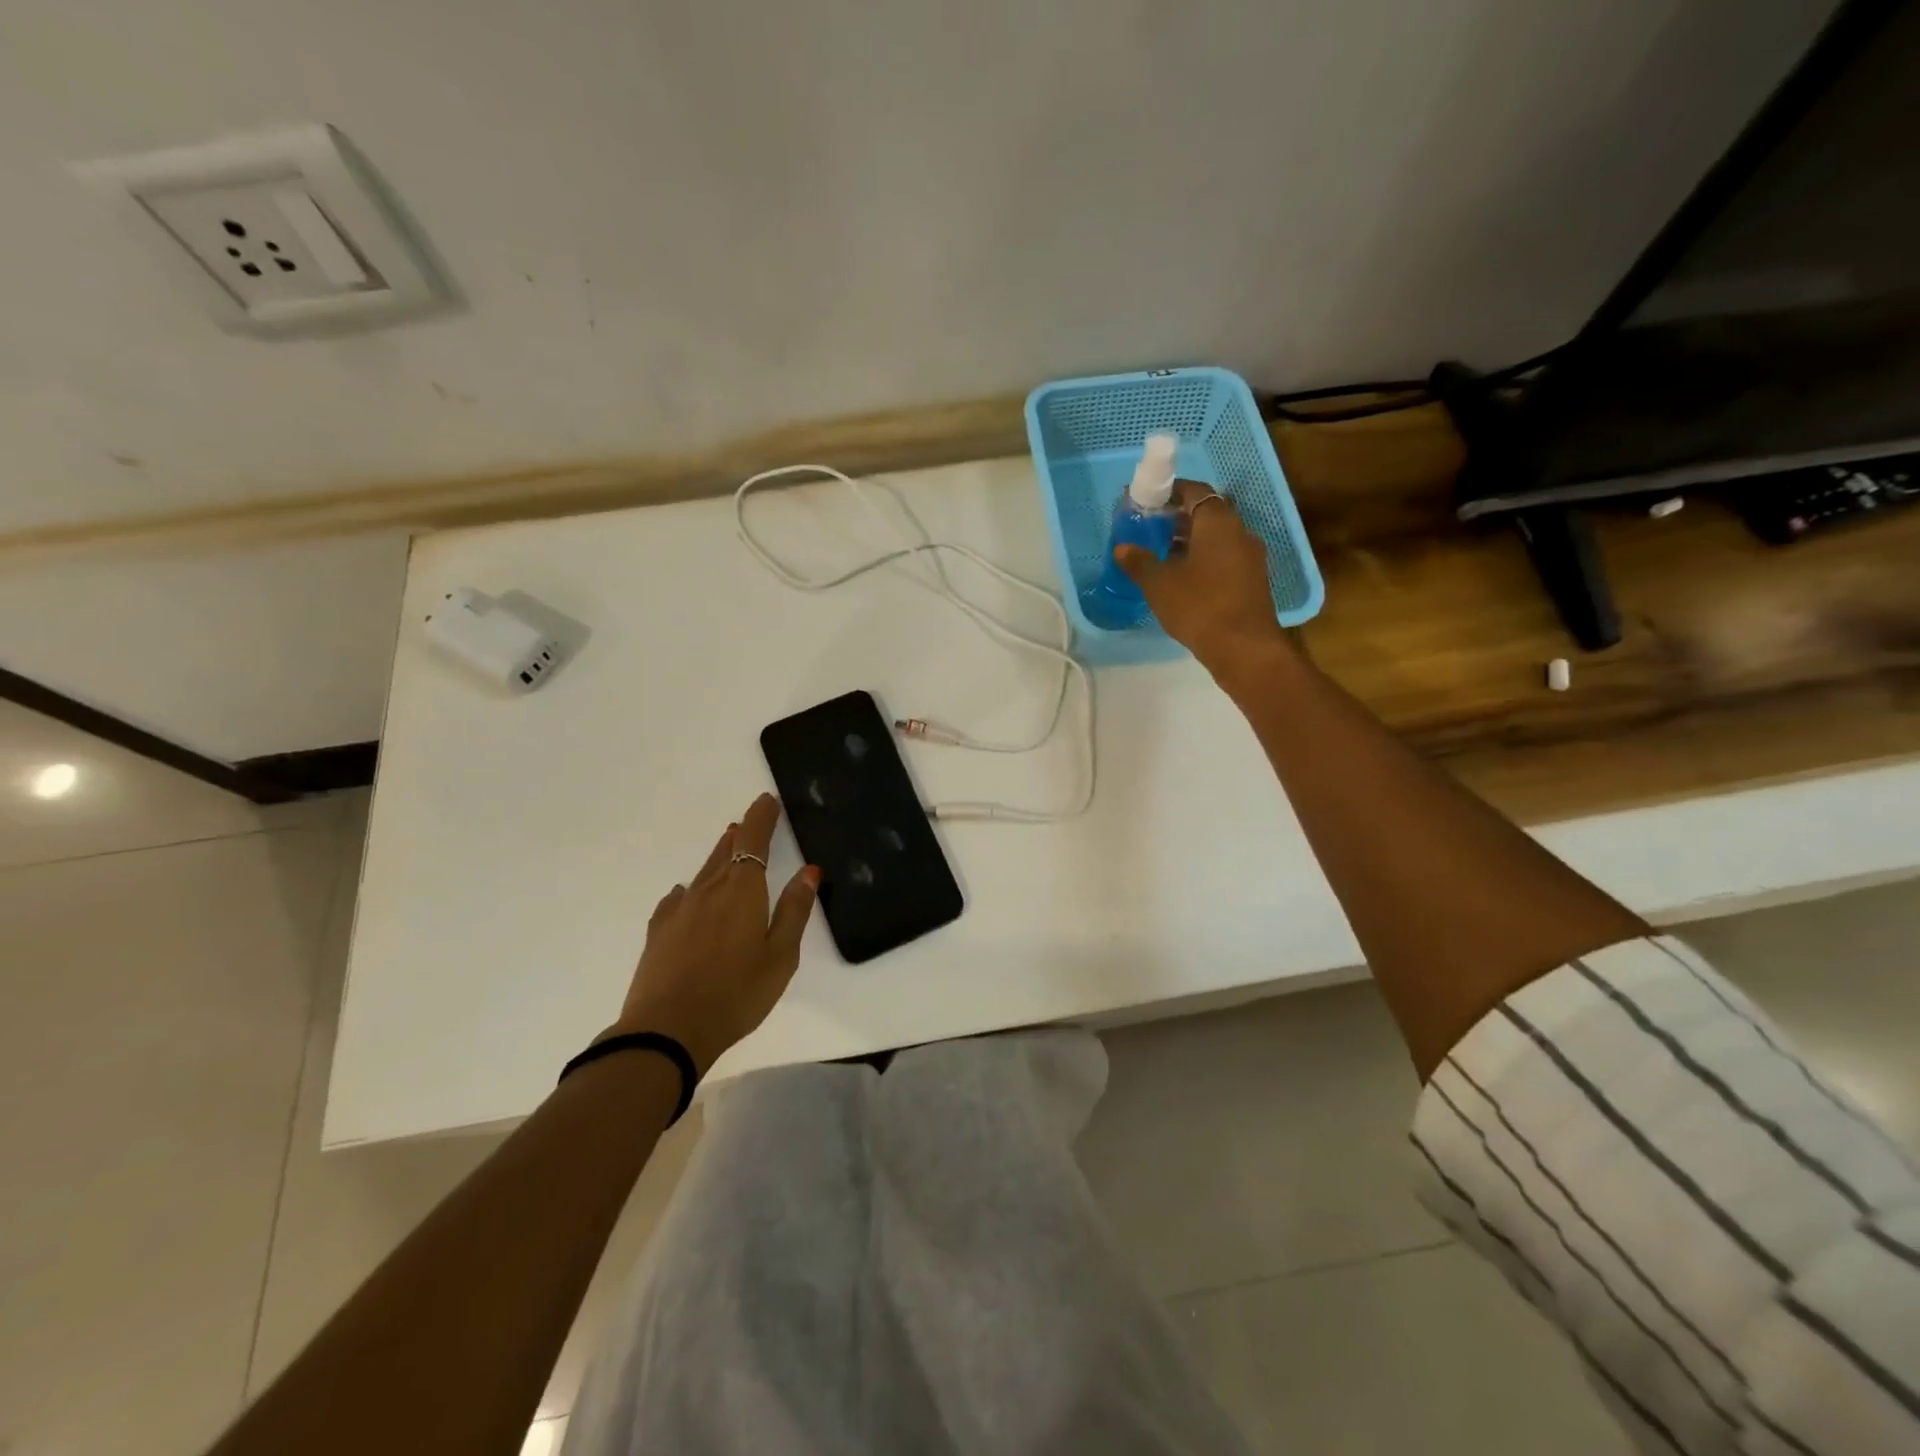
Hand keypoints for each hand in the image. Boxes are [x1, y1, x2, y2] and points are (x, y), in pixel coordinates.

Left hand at [607, 793, 817, 1074]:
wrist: (667, 1031)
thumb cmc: (737, 993)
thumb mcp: (781, 956)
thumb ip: (795, 911)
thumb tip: (809, 871)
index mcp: (743, 891)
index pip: (753, 841)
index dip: (761, 818)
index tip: (768, 800)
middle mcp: (709, 891)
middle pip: (725, 852)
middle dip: (741, 834)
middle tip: (750, 822)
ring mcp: (679, 911)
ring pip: (702, 872)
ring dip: (718, 856)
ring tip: (726, 846)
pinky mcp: (658, 932)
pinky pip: (677, 899)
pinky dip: (689, 890)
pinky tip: (685, 895)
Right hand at [1115, 480, 1286, 668]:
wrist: (1244, 648)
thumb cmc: (1199, 606)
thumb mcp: (1159, 584)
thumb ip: (1139, 562)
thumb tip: (1122, 547)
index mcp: (1218, 522)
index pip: (1194, 491)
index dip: (1170, 492)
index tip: (1147, 501)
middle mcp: (1239, 531)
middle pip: (1207, 513)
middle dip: (1178, 518)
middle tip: (1149, 530)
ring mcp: (1250, 557)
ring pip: (1216, 538)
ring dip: (1190, 541)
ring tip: (1161, 556)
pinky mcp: (1252, 580)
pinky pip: (1224, 558)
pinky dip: (1203, 559)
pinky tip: (1183, 579)